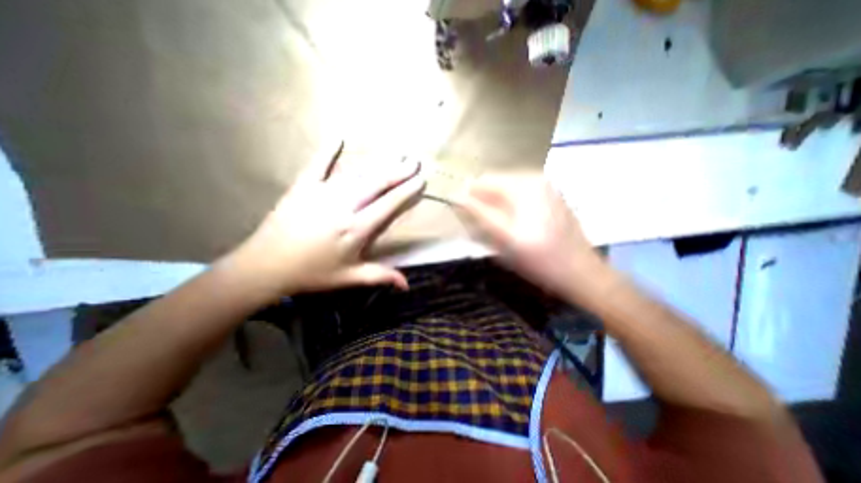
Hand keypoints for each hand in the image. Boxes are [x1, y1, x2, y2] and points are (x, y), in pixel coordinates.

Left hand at [231, 141, 426, 293]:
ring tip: (394, 153)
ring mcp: (322, 193)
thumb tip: (407, 285)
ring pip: (356, 174)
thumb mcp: (349, 278)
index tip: (420, 180)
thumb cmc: (312, 273)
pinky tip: (338, 136)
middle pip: (376, 184)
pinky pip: (317, 164)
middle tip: (414, 161)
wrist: (265, 266)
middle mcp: (343, 206)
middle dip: (398, 171)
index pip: (388, 205)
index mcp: (356, 229)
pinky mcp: (302, 187)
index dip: (406, 191)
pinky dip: (327, 150)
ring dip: (377, 163)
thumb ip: (380, 277)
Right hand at [453, 174, 600, 297]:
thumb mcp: (504, 237)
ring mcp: (546, 187)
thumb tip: (458, 197)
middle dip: (484, 202)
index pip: (484, 181)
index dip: (469, 196)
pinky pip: (520, 197)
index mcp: (525, 185)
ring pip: (507, 191)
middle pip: (496, 184)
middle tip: (478, 226)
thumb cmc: (540, 258)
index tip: (461, 214)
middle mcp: (536, 179)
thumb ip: (480, 214)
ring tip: (495, 228)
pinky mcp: (550, 198)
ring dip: (495, 206)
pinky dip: (509, 208)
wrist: (581, 273)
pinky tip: (512, 226)